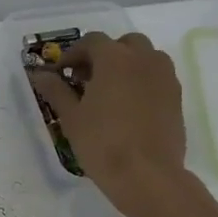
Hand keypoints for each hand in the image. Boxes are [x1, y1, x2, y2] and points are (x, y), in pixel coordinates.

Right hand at [27, 31, 187, 209]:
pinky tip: (128, 107)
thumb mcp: (71, 116)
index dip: (73, 54)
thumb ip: (56, 90)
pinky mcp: (177, 98)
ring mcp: (165, 78)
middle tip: (87, 78)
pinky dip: (142, 81)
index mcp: (115, 59)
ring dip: (127, 65)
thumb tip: (40, 75)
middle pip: (124, 44)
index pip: (92, 41)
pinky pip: (157, 77)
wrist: (147, 175)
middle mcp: (144, 59)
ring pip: (145, 58)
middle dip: (104, 55)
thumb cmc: (102, 142)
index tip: (62, 73)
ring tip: (110, 91)